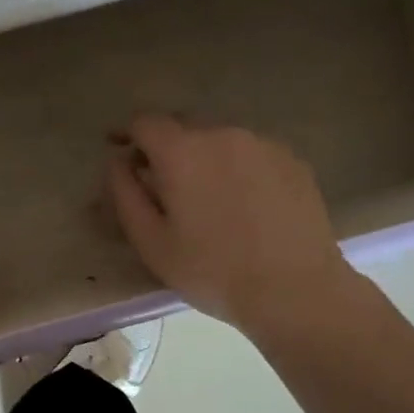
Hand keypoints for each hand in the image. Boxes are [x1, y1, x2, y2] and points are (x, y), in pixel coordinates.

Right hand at [106, 115, 359, 336]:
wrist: (295, 289)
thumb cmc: (211, 271)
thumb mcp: (151, 242)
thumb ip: (126, 194)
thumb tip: (118, 162)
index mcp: (182, 152)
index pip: (145, 123)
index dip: (126, 133)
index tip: (118, 148)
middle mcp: (222, 134)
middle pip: (183, 126)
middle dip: (165, 146)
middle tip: (159, 179)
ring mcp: (263, 144)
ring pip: (219, 140)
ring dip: (203, 157)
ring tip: (204, 195)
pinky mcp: (293, 161)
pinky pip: (251, 154)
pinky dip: (236, 168)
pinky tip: (242, 203)